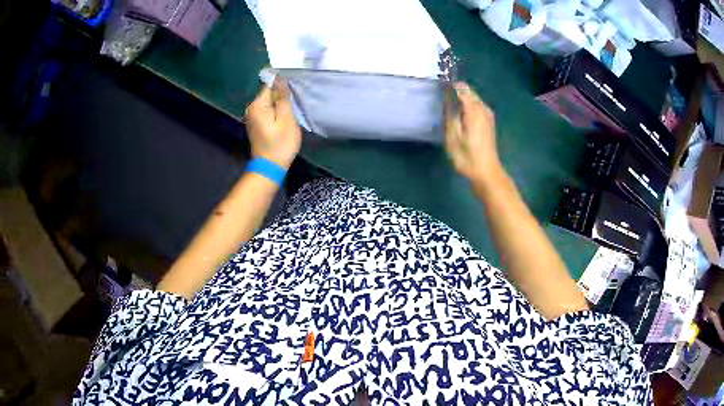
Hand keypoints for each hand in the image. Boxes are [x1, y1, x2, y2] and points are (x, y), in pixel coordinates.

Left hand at [245, 78, 301, 169]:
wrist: (270, 167)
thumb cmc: (280, 144)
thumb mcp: (286, 119)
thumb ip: (283, 97)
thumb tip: (279, 78)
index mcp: (257, 105)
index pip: (270, 85)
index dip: (283, 85)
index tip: (294, 91)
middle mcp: (251, 108)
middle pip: (268, 93)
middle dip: (281, 95)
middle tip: (295, 102)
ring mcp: (252, 117)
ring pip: (268, 102)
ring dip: (279, 104)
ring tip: (291, 110)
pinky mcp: (256, 124)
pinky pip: (267, 111)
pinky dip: (275, 111)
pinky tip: (284, 117)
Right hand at [444, 82, 501, 182]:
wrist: (486, 171)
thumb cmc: (467, 156)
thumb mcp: (453, 136)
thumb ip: (450, 114)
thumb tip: (448, 99)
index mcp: (474, 110)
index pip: (462, 89)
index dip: (452, 86)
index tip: (441, 86)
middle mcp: (483, 109)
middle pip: (470, 92)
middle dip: (458, 90)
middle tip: (444, 94)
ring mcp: (488, 115)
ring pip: (474, 99)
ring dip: (464, 98)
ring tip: (450, 102)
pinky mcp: (489, 122)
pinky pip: (477, 106)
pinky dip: (469, 105)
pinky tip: (461, 112)